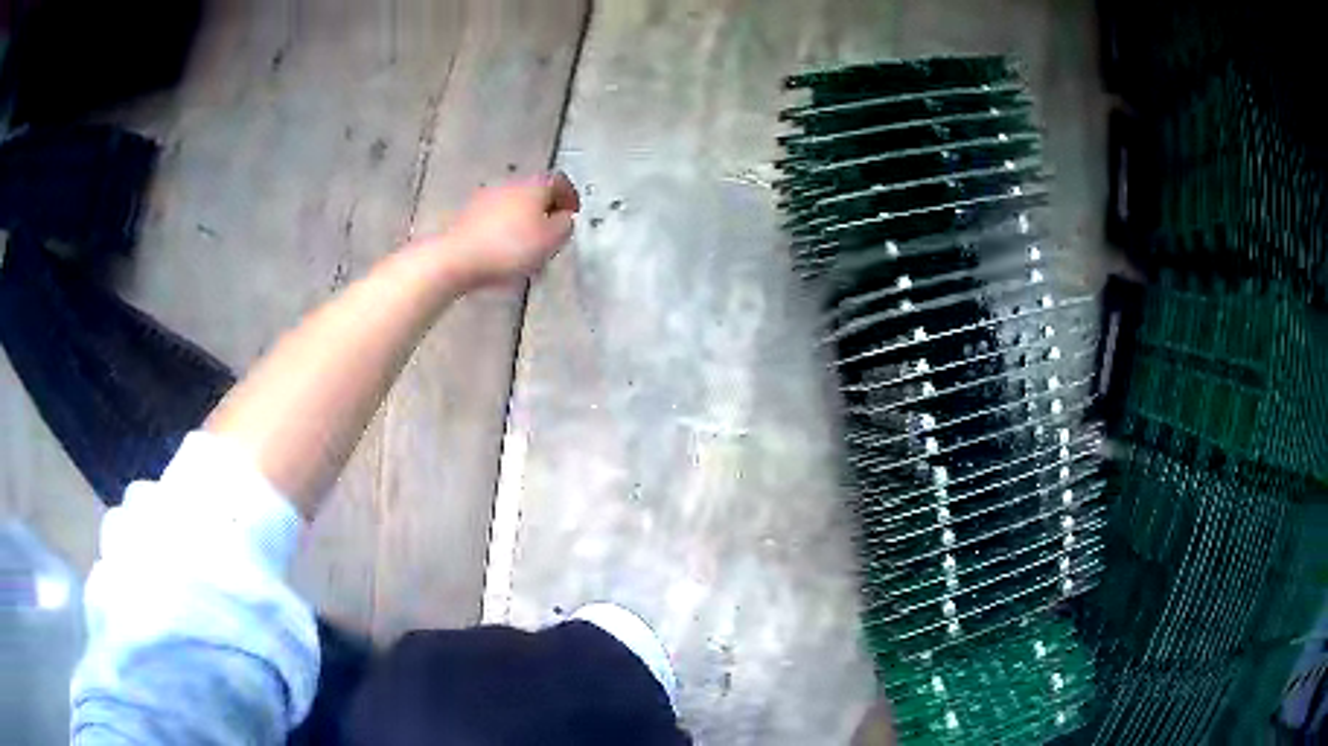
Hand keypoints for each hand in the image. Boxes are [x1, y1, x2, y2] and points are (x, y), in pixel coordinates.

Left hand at [436, 171, 580, 286]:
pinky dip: (504, 228)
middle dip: (545, 208)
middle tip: (552, 230)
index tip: (573, 213)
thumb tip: (564, 217)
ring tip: (528, 244)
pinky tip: (504, 249)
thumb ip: (565, 225)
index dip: (570, 196)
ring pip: (514, 204)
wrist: (458, 258)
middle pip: (534, 191)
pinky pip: (495, 218)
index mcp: (534, 185)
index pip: (559, 181)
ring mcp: (486, 197)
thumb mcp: (551, 240)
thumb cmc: (510, 248)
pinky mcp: (468, 215)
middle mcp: (510, 184)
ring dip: (524, 219)